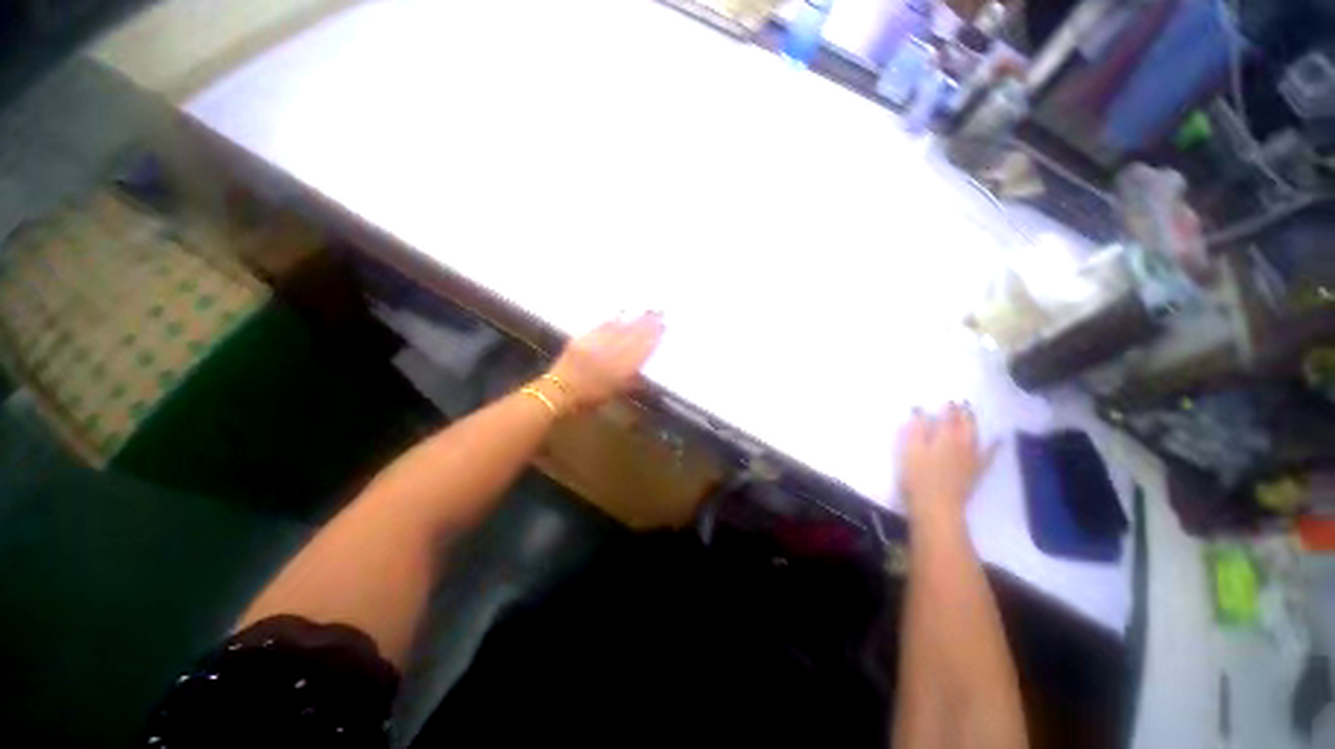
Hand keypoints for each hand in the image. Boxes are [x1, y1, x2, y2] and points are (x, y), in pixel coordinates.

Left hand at [546, 312, 664, 412]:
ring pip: (619, 330)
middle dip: (646, 324)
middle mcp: (609, 356)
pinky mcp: (583, 340)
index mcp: (619, 371)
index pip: (640, 351)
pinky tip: (621, 314)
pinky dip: (612, 320)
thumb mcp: (614, 394)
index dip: (652, 338)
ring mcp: (595, 346)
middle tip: (658, 313)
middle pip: (632, 337)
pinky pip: (600, 328)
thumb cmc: (588, 399)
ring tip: (645, 310)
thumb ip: (630, 381)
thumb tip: (644, 371)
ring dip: (633, 319)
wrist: (558, 392)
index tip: (662, 327)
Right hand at [898, 403, 995, 530]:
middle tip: (960, 403)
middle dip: (963, 412)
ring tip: (971, 415)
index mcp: (945, 437)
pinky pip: (988, 455)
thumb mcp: (910, 451)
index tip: (946, 400)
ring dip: (973, 424)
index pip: (948, 417)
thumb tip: (920, 411)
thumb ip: (916, 430)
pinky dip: (994, 446)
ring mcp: (972, 458)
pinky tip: (998, 441)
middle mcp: (962, 443)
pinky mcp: (975, 471)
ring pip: (975, 435)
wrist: (937, 507)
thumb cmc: (918, 477)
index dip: (947, 408)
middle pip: (965, 424)